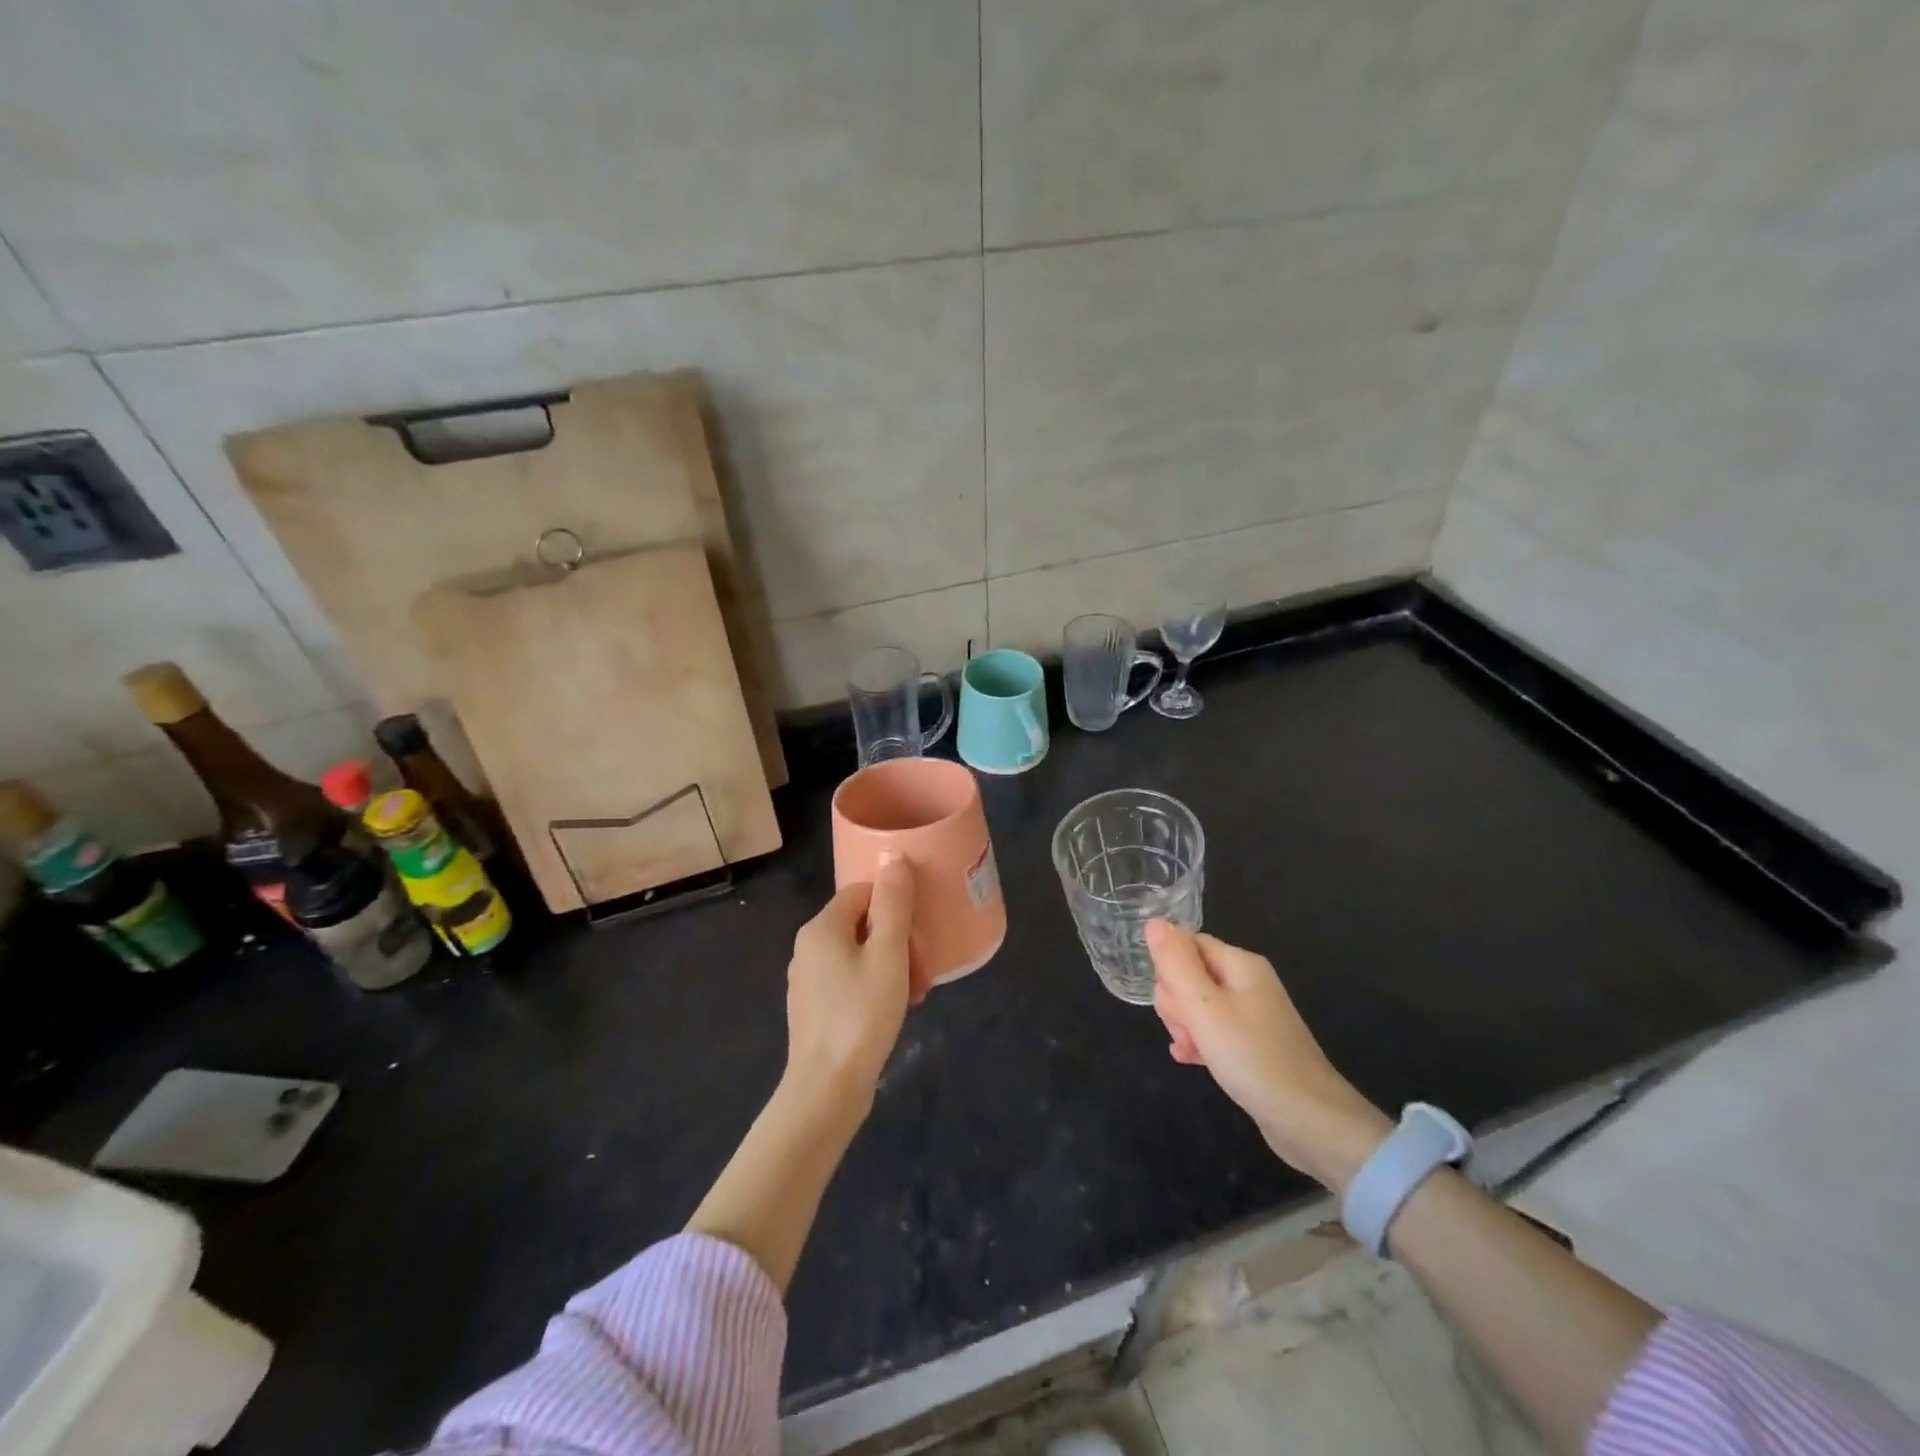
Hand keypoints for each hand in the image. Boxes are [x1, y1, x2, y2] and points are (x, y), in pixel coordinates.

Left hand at [783, 861, 924, 1115]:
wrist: (827, 1088)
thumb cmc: (862, 1014)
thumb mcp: (888, 953)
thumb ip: (893, 904)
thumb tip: (893, 858)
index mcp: (821, 927)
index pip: (863, 892)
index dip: (896, 908)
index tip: (918, 937)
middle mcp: (808, 947)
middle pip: (863, 924)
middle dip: (899, 942)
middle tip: (922, 973)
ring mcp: (808, 979)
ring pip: (860, 955)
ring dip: (893, 967)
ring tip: (915, 995)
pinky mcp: (813, 1007)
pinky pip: (850, 981)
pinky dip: (876, 987)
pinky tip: (894, 1010)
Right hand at [1147, 921, 1390, 1190]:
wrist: (1310, 1121)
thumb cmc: (1252, 1057)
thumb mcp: (1204, 1007)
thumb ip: (1175, 963)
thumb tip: (1153, 921)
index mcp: (1240, 964)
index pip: (1187, 944)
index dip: (1169, 969)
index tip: (1173, 1000)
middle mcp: (1248, 982)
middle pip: (1191, 974)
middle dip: (1177, 1002)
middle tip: (1188, 1029)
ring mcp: (1252, 1015)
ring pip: (1198, 1006)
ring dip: (1185, 1026)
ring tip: (1191, 1049)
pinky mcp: (1252, 1044)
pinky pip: (1213, 1031)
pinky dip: (1200, 1042)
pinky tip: (1190, 1059)